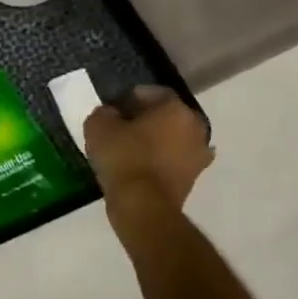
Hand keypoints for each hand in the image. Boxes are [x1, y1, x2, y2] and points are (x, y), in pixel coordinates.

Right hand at [84, 85, 214, 213]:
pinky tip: (139, 168)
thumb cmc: (123, 158)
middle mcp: (196, 126)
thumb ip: (104, 113)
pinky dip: (160, 161)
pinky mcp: (194, 178)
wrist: (142, 205)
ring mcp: (199, 154)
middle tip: (121, 128)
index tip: (113, 109)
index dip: (129, 98)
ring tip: (129, 150)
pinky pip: (173, 160)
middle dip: (146, 119)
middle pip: (166, 115)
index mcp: (176, 108)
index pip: (152, 92)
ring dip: (155, 141)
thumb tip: (110, 114)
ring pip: (172, 138)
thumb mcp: (98, 127)